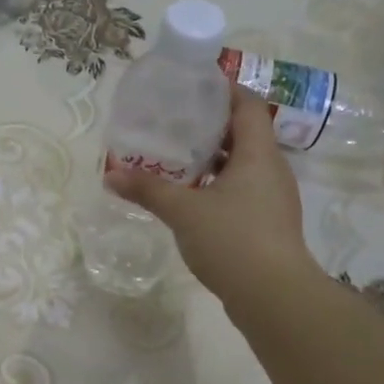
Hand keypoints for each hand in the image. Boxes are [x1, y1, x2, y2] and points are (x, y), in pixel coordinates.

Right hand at [106, 82, 321, 312]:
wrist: (274, 296)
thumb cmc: (232, 239)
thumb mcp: (183, 211)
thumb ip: (147, 189)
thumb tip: (110, 175)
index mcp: (258, 154)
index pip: (247, 105)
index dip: (224, 90)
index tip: (193, 87)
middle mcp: (272, 169)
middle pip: (245, 133)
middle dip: (211, 126)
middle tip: (174, 123)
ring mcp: (273, 198)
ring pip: (243, 164)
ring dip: (214, 158)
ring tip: (178, 158)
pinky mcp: (269, 223)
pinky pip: (243, 190)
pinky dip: (219, 185)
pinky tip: (192, 197)